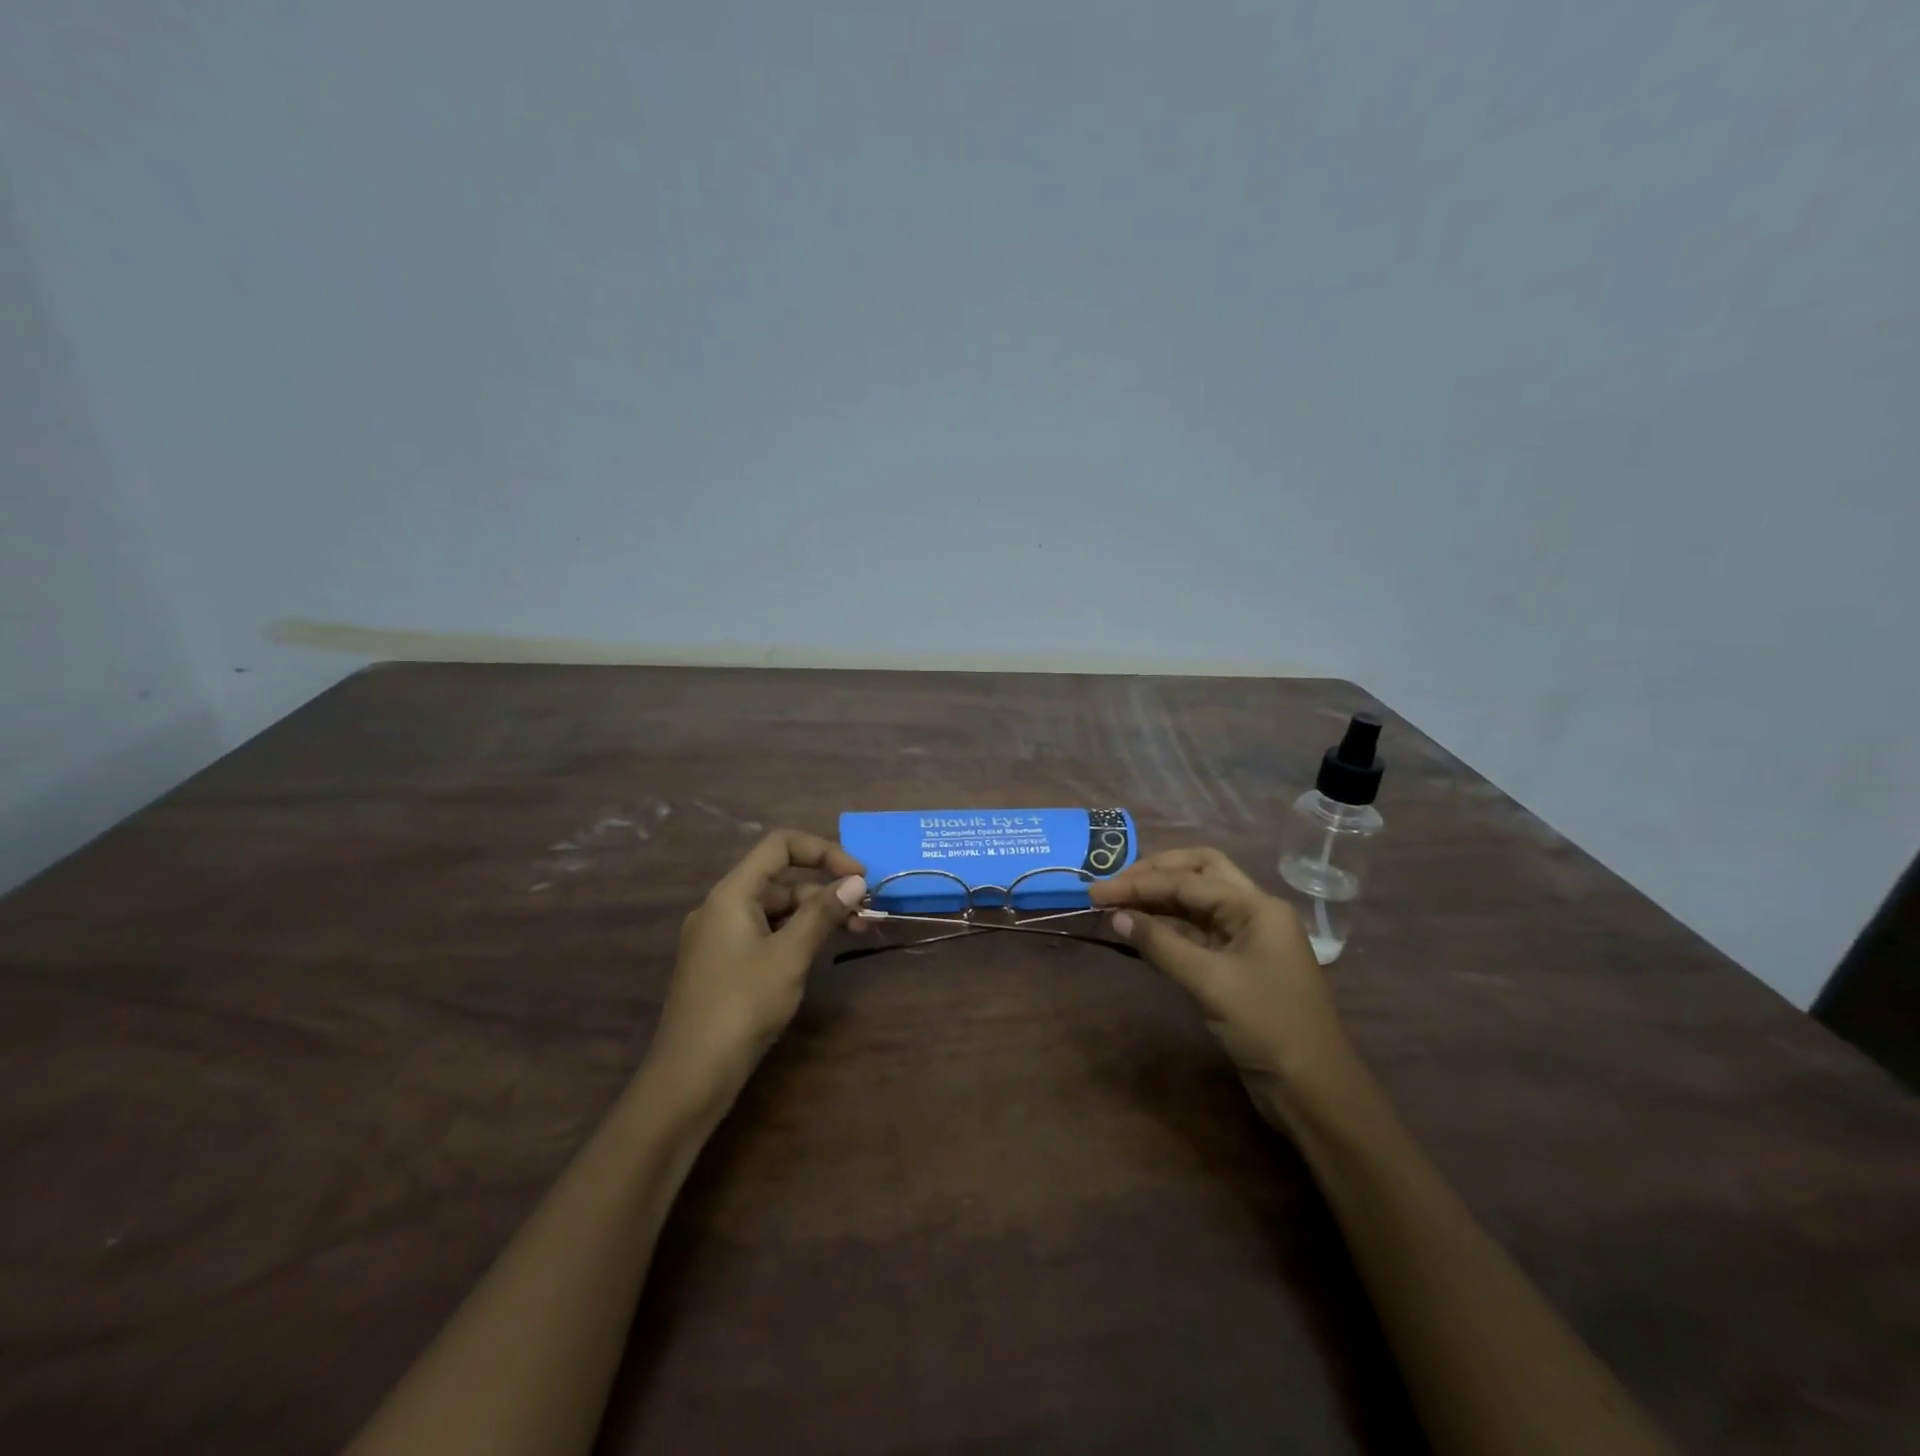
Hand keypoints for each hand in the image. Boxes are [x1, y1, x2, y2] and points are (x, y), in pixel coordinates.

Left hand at [648, 829, 865, 1108]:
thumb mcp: (789, 956)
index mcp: (731, 894)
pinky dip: (796, 936)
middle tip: (866, 915)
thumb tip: (856, 881)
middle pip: (781, 880)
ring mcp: (720, 937)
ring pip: (776, 910)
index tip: (858, 875)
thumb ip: (822, 914)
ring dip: (816, 916)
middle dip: (827, 891)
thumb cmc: (742, 1006)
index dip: (823, 851)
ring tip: (856, 933)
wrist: (690, 1076)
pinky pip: (765, 934)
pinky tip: (819, 954)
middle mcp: (722, 907)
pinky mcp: (723, 965)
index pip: (780, 846)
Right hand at [1090, 848, 1349, 1121]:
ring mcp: (1248, 938)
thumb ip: (1161, 944)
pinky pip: (1198, 932)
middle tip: (1115, 885)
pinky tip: (1141, 931)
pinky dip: (1168, 927)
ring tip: (1118, 904)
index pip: (1188, 881)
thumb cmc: (1267, 1027)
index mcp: (1257, 906)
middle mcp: (1254, 912)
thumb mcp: (1210, 983)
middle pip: (1200, 873)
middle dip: (1156, 873)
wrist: (1313, 1090)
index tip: (1096, 892)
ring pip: (1198, 902)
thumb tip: (1116, 916)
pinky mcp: (1238, 964)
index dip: (1139, 884)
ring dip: (1159, 899)